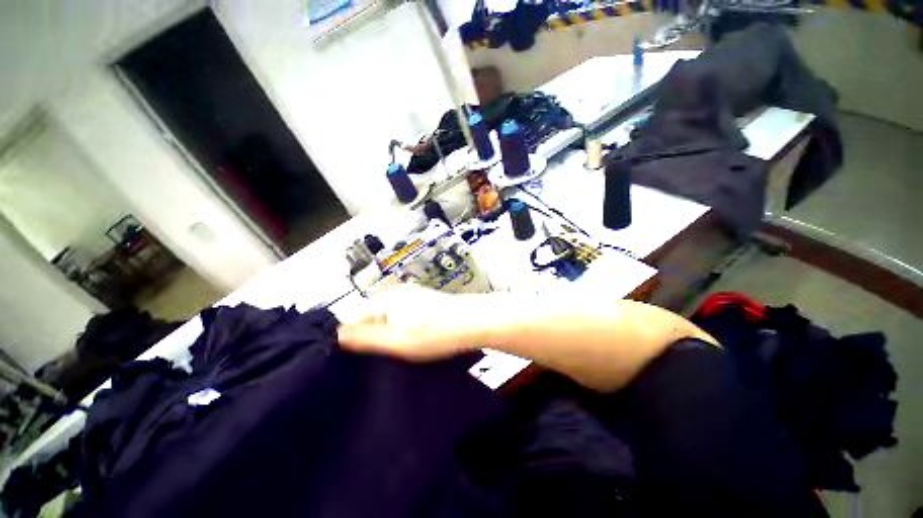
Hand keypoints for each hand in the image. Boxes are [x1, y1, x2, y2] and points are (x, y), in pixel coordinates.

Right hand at [337, 284, 479, 360]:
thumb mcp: (394, 340)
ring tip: (404, 350)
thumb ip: (364, 337)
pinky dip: (407, 328)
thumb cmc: (432, 333)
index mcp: (385, 298)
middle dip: (376, 336)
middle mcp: (397, 292)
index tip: (366, 358)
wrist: (472, 322)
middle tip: (387, 356)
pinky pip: (406, 316)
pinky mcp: (426, 301)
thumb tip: (336, 334)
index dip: (358, 338)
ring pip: (392, 317)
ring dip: (393, 333)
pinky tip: (418, 339)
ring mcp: (413, 295)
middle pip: (374, 317)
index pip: (356, 318)